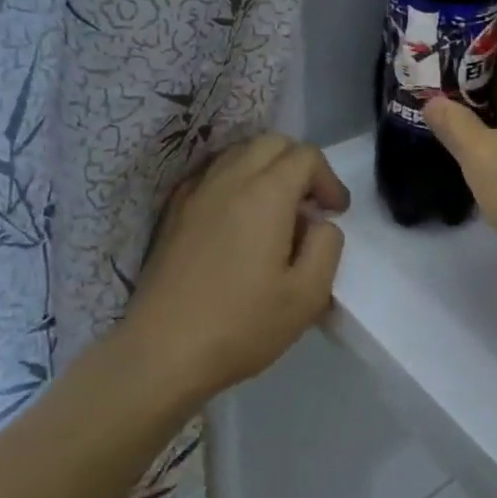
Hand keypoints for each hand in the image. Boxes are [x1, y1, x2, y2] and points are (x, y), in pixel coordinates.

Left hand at [125, 134, 349, 391]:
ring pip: (239, 153)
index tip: (335, 213)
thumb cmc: (242, 325)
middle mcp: (229, 180)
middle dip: (299, 165)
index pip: (306, 156)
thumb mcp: (309, 294)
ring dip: (266, 169)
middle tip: (308, 206)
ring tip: (274, 210)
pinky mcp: (173, 213)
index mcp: (266, 195)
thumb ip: (327, 245)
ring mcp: (195, 193)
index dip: (329, 179)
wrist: (161, 354)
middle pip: (272, 143)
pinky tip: (237, 219)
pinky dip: (234, 181)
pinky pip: (211, 174)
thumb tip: (318, 223)